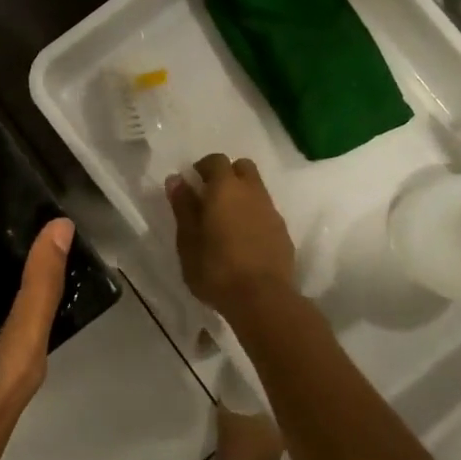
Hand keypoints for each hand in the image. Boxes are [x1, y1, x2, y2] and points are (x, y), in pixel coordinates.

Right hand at [166, 153, 296, 314]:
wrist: (263, 299)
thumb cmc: (216, 269)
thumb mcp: (188, 240)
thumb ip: (183, 206)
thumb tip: (177, 180)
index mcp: (226, 188)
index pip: (216, 160)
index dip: (203, 167)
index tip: (192, 184)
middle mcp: (252, 191)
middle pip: (242, 168)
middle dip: (227, 175)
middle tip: (210, 198)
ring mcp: (271, 211)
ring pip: (256, 189)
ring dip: (241, 196)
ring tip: (225, 222)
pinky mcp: (283, 232)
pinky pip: (266, 212)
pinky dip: (253, 216)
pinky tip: (243, 240)